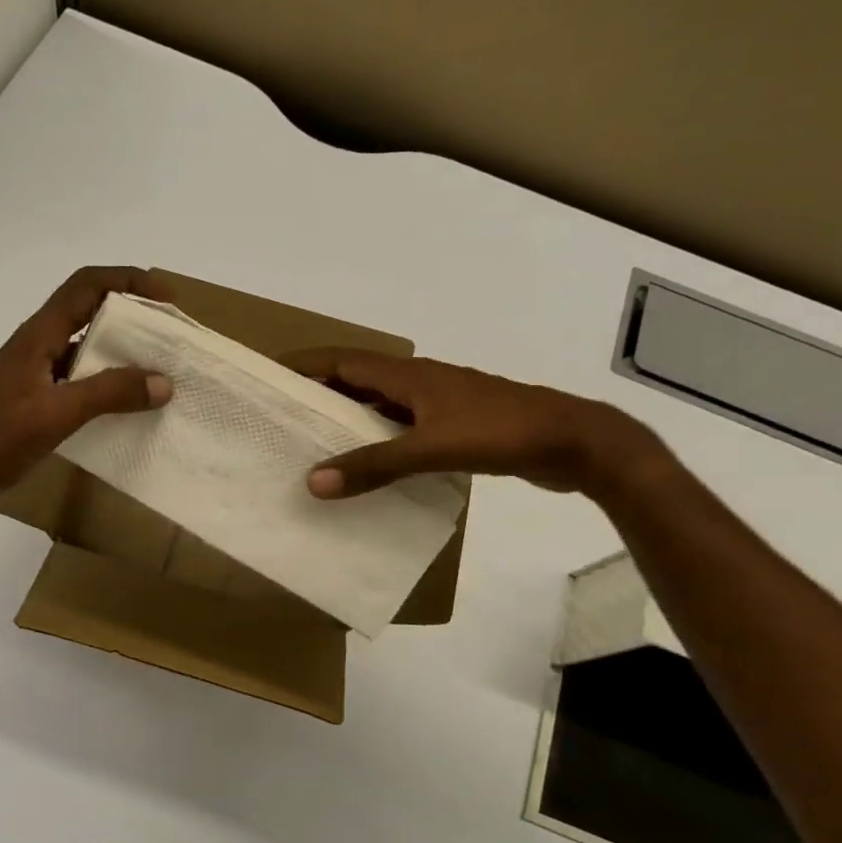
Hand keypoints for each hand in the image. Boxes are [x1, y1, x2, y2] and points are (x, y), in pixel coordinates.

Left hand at [0, 267, 173, 515]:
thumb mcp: (55, 414)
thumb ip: (108, 394)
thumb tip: (163, 382)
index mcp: (40, 335)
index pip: (87, 285)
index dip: (128, 280)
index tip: (167, 298)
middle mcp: (40, 345)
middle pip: (91, 312)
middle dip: (134, 316)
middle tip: (172, 337)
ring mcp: (37, 373)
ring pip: (88, 349)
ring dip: (123, 354)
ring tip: (161, 373)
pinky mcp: (37, 399)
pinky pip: (82, 380)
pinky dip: (108, 386)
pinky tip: (129, 408)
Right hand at [282, 348, 659, 498]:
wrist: (574, 441)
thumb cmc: (500, 432)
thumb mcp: (432, 449)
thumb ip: (374, 465)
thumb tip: (314, 481)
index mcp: (408, 376)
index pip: (342, 360)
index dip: (304, 364)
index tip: (267, 373)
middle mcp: (418, 383)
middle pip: (356, 380)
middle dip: (319, 392)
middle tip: (282, 415)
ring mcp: (440, 404)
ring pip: (381, 405)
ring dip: (349, 418)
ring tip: (314, 443)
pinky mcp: (456, 426)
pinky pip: (403, 428)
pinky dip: (379, 440)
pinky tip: (369, 466)